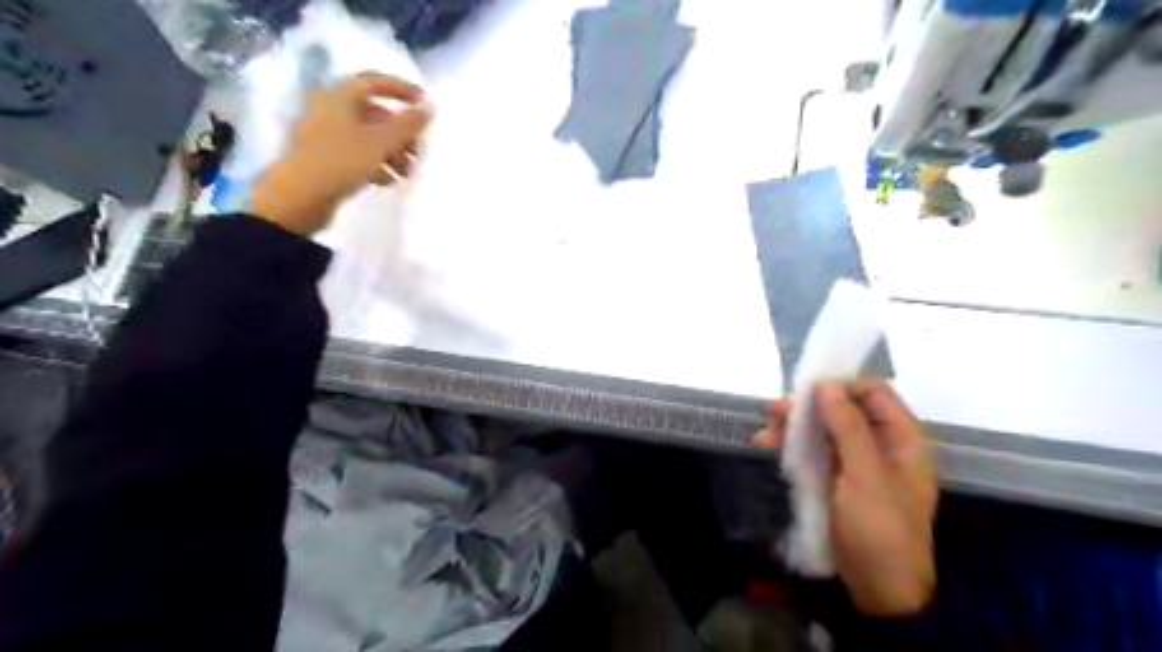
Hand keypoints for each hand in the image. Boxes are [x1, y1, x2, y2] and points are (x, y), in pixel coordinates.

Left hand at [250, 75, 430, 236]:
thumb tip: (429, 108)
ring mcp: (328, 136)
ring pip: (369, 137)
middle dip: (401, 131)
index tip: (424, 102)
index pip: (374, 82)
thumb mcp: (379, 142)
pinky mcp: (328, 159)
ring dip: (393, 151)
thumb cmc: (340, 161)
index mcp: (339, 97)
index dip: (401, 89)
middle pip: (375, 114)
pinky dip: (378, 164)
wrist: (299, 197)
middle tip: (419, 150)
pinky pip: (359, 154)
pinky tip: (389, 181)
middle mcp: (332, 111)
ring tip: (408, 173)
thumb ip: (407, 125)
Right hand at [760, 381, 937, 613]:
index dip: (841, 385)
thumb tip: (827, 384)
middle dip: (809, 407)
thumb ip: (847, 426)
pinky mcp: (836, 478)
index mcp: (901, 439)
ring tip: (764, 429)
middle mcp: (880, 444)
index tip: (807, 389)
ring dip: (794, 426)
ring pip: (823, 430)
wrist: (878, 586)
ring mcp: (856, 462)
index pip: (873, 393)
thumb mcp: (865, 474)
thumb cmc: (880, 526)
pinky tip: (767, 445)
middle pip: (843, 409)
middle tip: (775, 410)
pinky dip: (792, 446)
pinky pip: (813, 451)